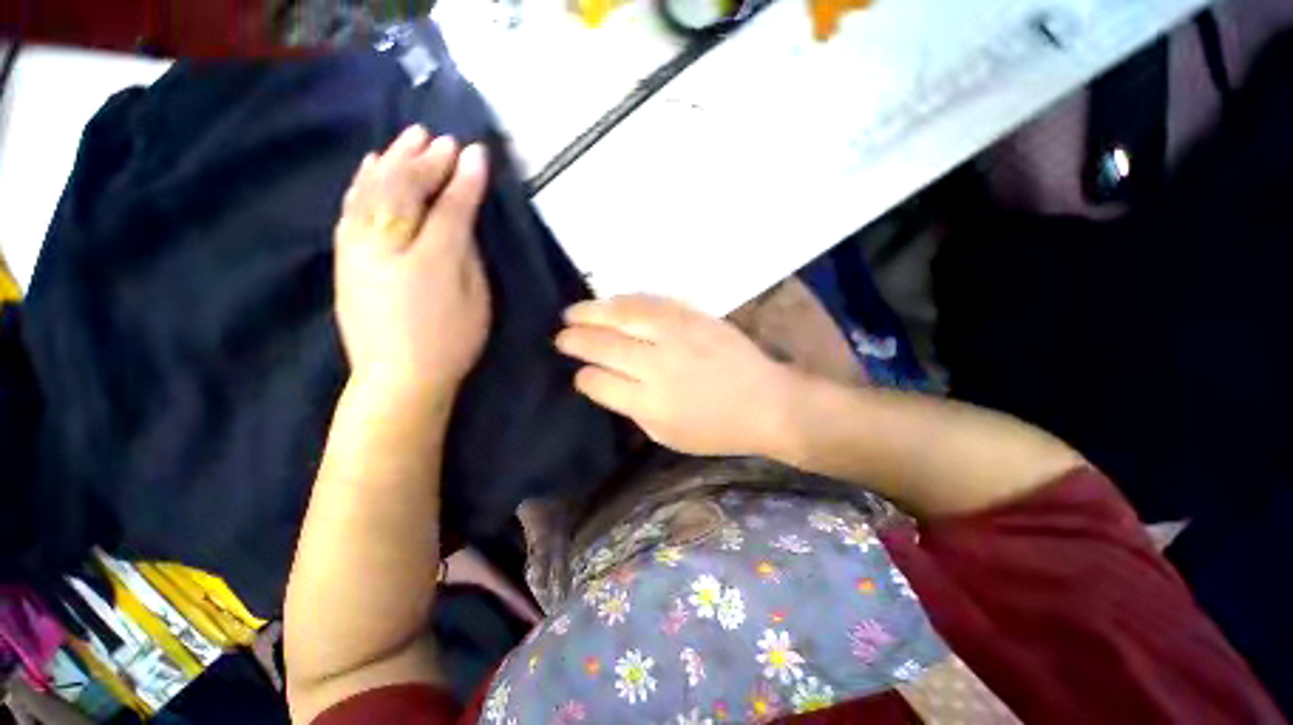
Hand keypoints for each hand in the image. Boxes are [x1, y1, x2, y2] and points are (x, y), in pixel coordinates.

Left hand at [334, 125, 489, 400]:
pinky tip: (373, 162)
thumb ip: (468, 252)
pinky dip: (365, 178)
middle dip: (428, 160)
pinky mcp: (344, 254)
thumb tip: (462, 217)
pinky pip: (352, 203)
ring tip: (411, 138)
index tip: (477, 153)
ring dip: (395, 159)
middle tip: (445, 140)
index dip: (465, 178)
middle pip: (406, 187)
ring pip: (374, 188)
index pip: (450, 205)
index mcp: (431, 258)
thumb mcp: (475, 299)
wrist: (397, 377)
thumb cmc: (450, 341)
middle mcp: (387, 242)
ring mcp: (357, 245)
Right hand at [555, 294, 797, 455]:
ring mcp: (677, 335)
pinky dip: (626, 300)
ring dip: (593, 312)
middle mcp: (658, 365)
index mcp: (650, 403)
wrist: (766, 401)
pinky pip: (651, 302)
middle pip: (605, 346)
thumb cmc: (716, 429)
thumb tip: (607, 383)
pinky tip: (611, 301)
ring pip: (624, 316)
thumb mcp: (667, 435)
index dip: (585, 377)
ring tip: (573, 312)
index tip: (580, 374)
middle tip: (562, 336)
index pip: (600, 382)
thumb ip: (632, 409)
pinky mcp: (693, 316)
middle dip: (577, 340)